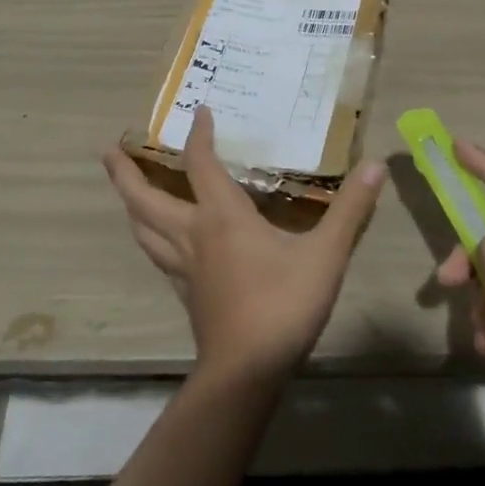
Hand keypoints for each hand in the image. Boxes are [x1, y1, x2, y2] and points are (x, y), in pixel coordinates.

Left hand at [104, 107, 387, 380]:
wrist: (248, 373)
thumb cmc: (284, 305)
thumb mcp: (326, 255)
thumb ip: (350, 210)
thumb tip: (376, 166)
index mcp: (222, 216)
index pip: (201, 164)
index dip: (199, 136)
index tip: (199, 111)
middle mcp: (194, 235)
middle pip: (147, 199)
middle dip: (126, 173)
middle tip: (108, 150)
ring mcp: (184, 268)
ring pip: (144, 230)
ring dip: (130, 205)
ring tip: (122, 189)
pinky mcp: (185, 294)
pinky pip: (158, 257)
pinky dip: (150, 238)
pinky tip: (156, 243)